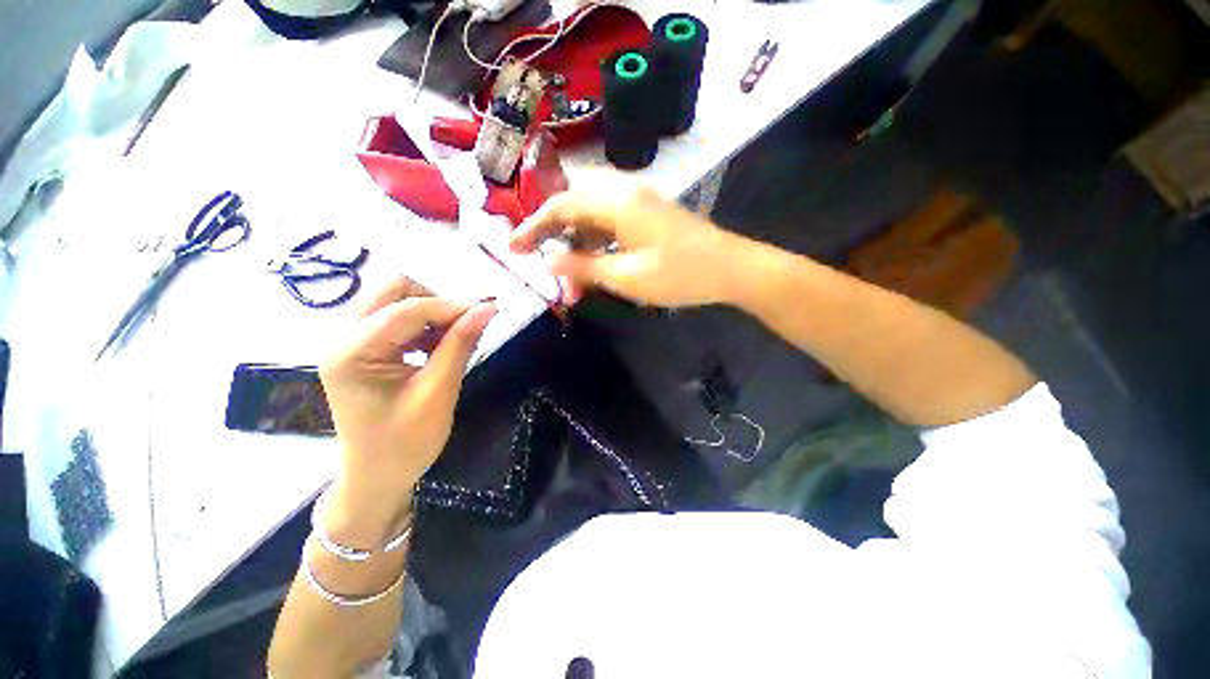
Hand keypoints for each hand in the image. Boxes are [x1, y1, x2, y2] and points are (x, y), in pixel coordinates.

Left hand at [320, 277, 496, 513]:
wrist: (377, 477)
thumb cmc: (405, 443)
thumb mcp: (438, 392)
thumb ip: (461, 344)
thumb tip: (489, 307)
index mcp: (351, 352)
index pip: (407, 309)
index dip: (452, 306)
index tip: (489, 311)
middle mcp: (342, 337)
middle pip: (394, 291)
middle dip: (437, 303)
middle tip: (466, 326)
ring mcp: (350, 341)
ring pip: (397, 301)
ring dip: (432, 314)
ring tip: (454, 341)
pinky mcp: (362, 348)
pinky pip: (397, 318)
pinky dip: (424, 325)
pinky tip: (438, 348)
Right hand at [510, 173, 745, 307]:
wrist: (730, 268)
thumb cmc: (679, 275)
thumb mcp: (625, 276)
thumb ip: (583, 267)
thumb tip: (548, 263)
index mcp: (617, 201)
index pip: (561, 206)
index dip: (533, 227)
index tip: (513, 248)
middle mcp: (625, 190)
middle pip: (574, 201)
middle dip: (552, 228)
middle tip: (537, 255)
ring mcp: (639, 198)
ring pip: (592, 210)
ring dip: (575, 237)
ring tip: (566, 268)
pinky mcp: (648, 211)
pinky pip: (610, 218)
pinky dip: (595, 238)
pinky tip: (592, 260)